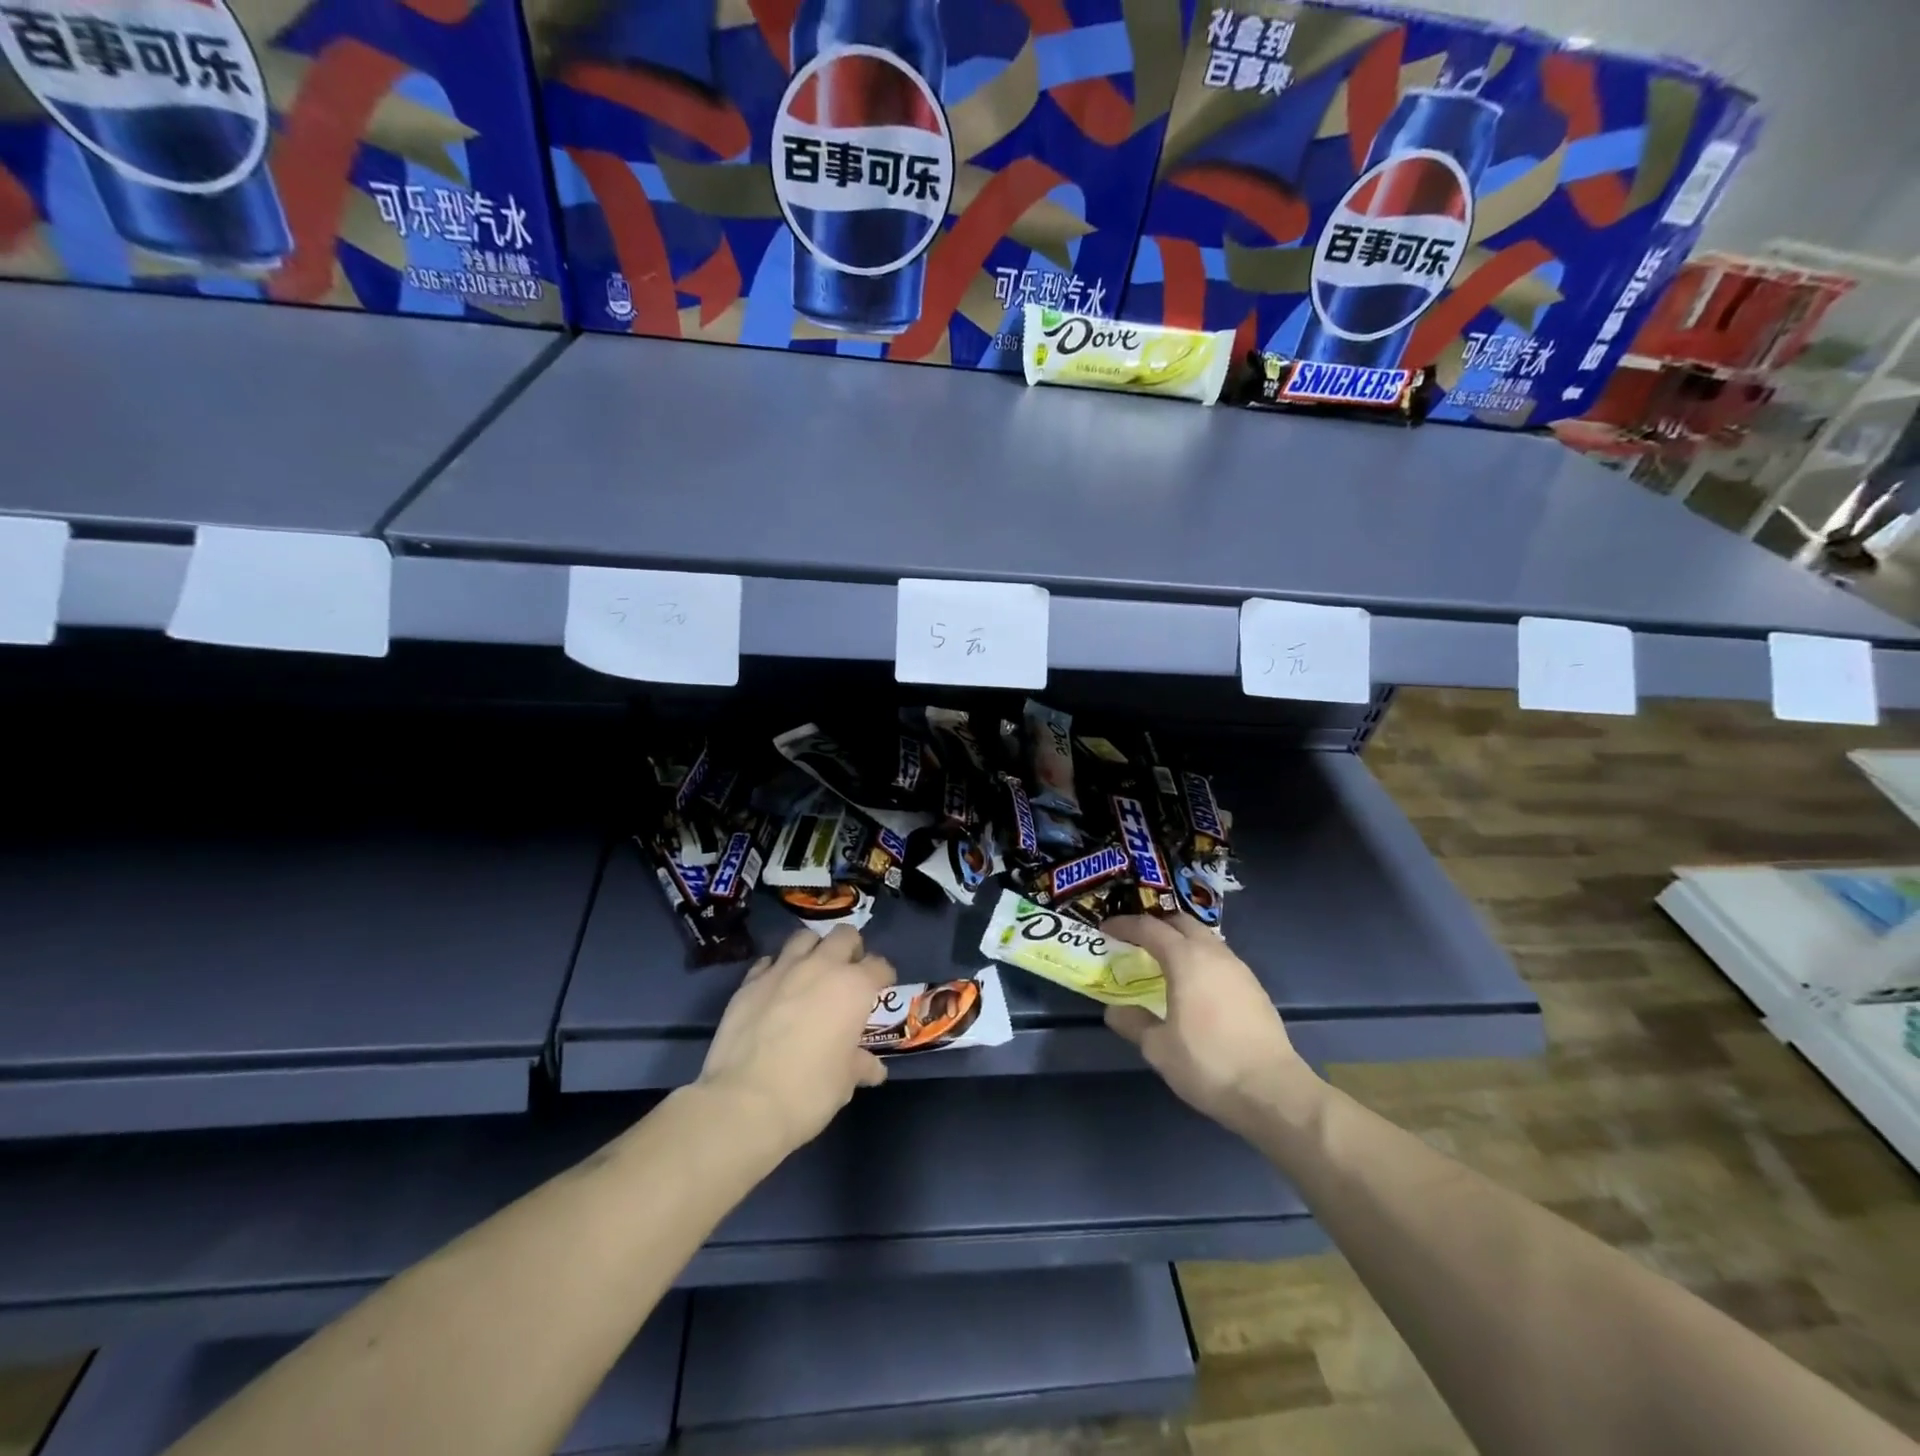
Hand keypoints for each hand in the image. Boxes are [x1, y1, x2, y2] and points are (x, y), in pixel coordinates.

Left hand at [697, 926, 895, 1154]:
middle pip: (844, 935)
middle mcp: (821, 967)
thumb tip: (873, 1069)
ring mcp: (782, 970)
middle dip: (851, 949)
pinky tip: (777, 988)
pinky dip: (777, 969)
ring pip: (804, 937)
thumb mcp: (845, 1082)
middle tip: (848, 973)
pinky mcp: (749, 982)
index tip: (881, 989)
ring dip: (813, 949)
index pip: (879, 966)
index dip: (883, 977)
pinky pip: (769, 961)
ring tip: (812, 971)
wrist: (745, 1101)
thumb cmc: (809, 1091)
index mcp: (854, 987)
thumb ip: (860, 1065)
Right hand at [1101, 915, 1316, 1140]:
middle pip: (1181, 922)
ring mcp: (1239, 969)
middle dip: (1156, 924)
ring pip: (1205, 938)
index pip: (1149, 928)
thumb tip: (1114, 1011)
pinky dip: (1200, 959)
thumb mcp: (1158, 1048)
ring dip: (1181, 940)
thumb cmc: (1208, 1063)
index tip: (1106, 928)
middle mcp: (1213, 954)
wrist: (1273, 1091)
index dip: (1124, 925)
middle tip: (1136, 939)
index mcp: (1186, 959)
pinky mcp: (1254, 988)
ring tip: (1163, 960)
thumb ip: (1134, 1023)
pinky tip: (1194, 984)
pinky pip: (1219, 958)